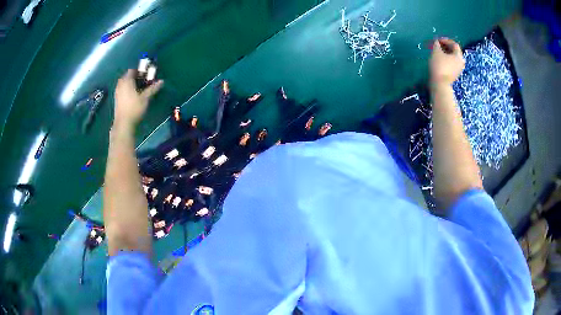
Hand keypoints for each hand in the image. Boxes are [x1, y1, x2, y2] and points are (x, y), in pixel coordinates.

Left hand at [114, 69, 162, 130]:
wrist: (123, 124)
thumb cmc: (134, 108)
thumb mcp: (145, 98)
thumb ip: (152, 88)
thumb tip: (161, 81)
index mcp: (127, 81)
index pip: (132, 70)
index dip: (140, 70)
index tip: (147, 74)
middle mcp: (120, 84)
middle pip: (128, 76)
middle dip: (136, 77)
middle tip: (144, 80)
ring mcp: (117, 92)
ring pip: (125, 83)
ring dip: (132, 83)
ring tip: (139, 88)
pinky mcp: (117, 99)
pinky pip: (123, 89)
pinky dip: (128, 89)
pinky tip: (134, 95)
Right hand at [430, 38, 464, 84]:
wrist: (439, 84)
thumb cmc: (439, 66)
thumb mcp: (436, 52)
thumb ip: (436, 44)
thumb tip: (436, 42)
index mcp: (458, 56)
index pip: (454, 44)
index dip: (446, 40)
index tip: (437, 40)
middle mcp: (460, 62)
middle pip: (454, 51)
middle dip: (445, 46)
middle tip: (437, 45)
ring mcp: (458, 69)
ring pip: (452, 57)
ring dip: (445, 52)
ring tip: (437, 51)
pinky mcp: (454, 74)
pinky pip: (451, 63)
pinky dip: (446, 59)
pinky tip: (439, 59)